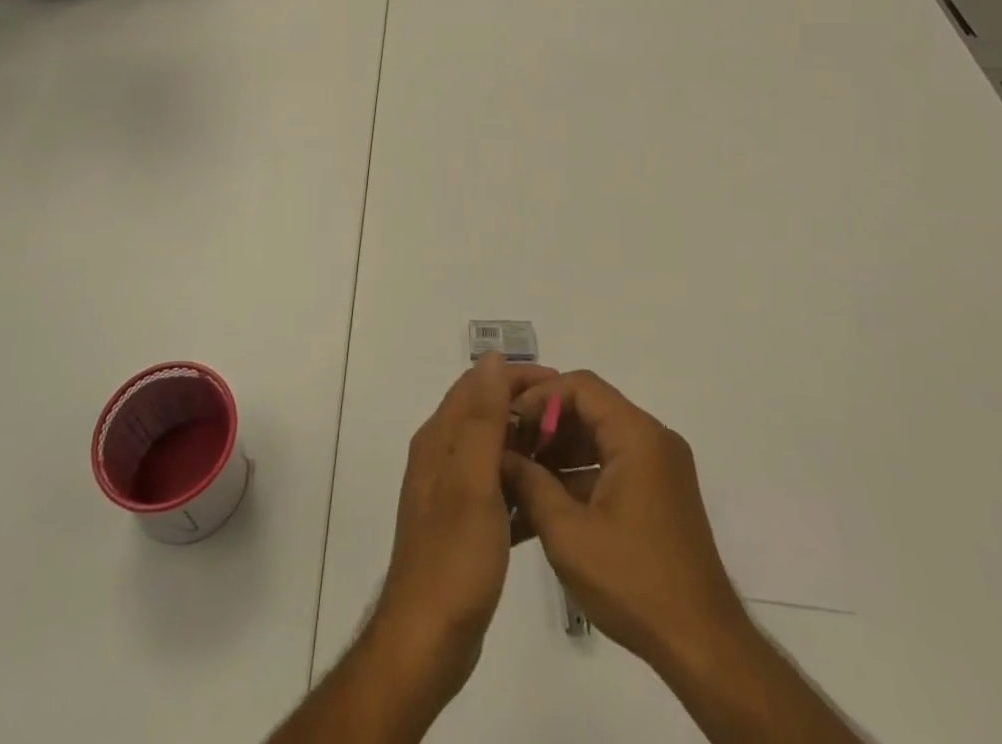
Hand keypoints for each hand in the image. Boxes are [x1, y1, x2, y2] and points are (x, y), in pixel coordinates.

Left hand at [369, 352, 554, 702]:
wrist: (427, 642)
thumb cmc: (453, 558)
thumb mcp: (472, 482)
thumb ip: (483, 419)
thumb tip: (491, 358)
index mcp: (441, 440)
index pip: (479, 385)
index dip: (518, 377)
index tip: (561, 385)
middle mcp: (443, 457)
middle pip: (488, 415)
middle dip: (528, 410)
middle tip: (574, 421)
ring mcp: (454, 494)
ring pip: (497, 453)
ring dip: (530, 447)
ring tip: (572, 454)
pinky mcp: (467, 527)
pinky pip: (501, 491)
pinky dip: (525, 486)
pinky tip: (555, 499)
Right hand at [500, 371, 748, 676]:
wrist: (703, 648)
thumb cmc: (633, 582)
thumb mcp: (568, 534)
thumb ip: (529, 483)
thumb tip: (499, 454)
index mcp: (637, 435)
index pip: (580, 386)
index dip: (539, 397)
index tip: (507, 423)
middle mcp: (653, 439)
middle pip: (590, 408)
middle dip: (545, 425)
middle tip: (507, 449)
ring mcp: (660, 467)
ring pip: (599, 437)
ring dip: (559, 451)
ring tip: (519, 475)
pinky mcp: (660, 494)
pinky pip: (612, 464)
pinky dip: (580, 474)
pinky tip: (546, 501)